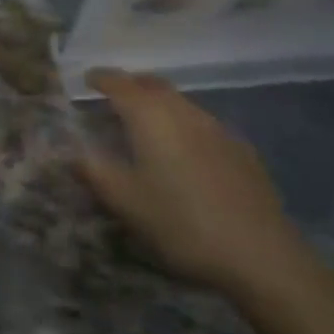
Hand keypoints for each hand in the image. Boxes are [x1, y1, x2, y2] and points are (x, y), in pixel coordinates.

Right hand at [76, 69, 307, 295]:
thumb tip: (72, 153)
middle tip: (114, 97)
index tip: (87, 80)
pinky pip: (203, 124)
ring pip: (180, 102)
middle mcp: (182, 111)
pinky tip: (186, 153)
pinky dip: (184, 125)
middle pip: (152, 84)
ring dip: (159, 104)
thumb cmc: (181, 222)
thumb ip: (95, 172)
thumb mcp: (126, 202)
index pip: (118, 83)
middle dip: (131, 85)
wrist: (261, 254)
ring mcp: (216, 127)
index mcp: (149, 116)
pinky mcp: (241, 149)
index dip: (100, 78)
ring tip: (147, 125)